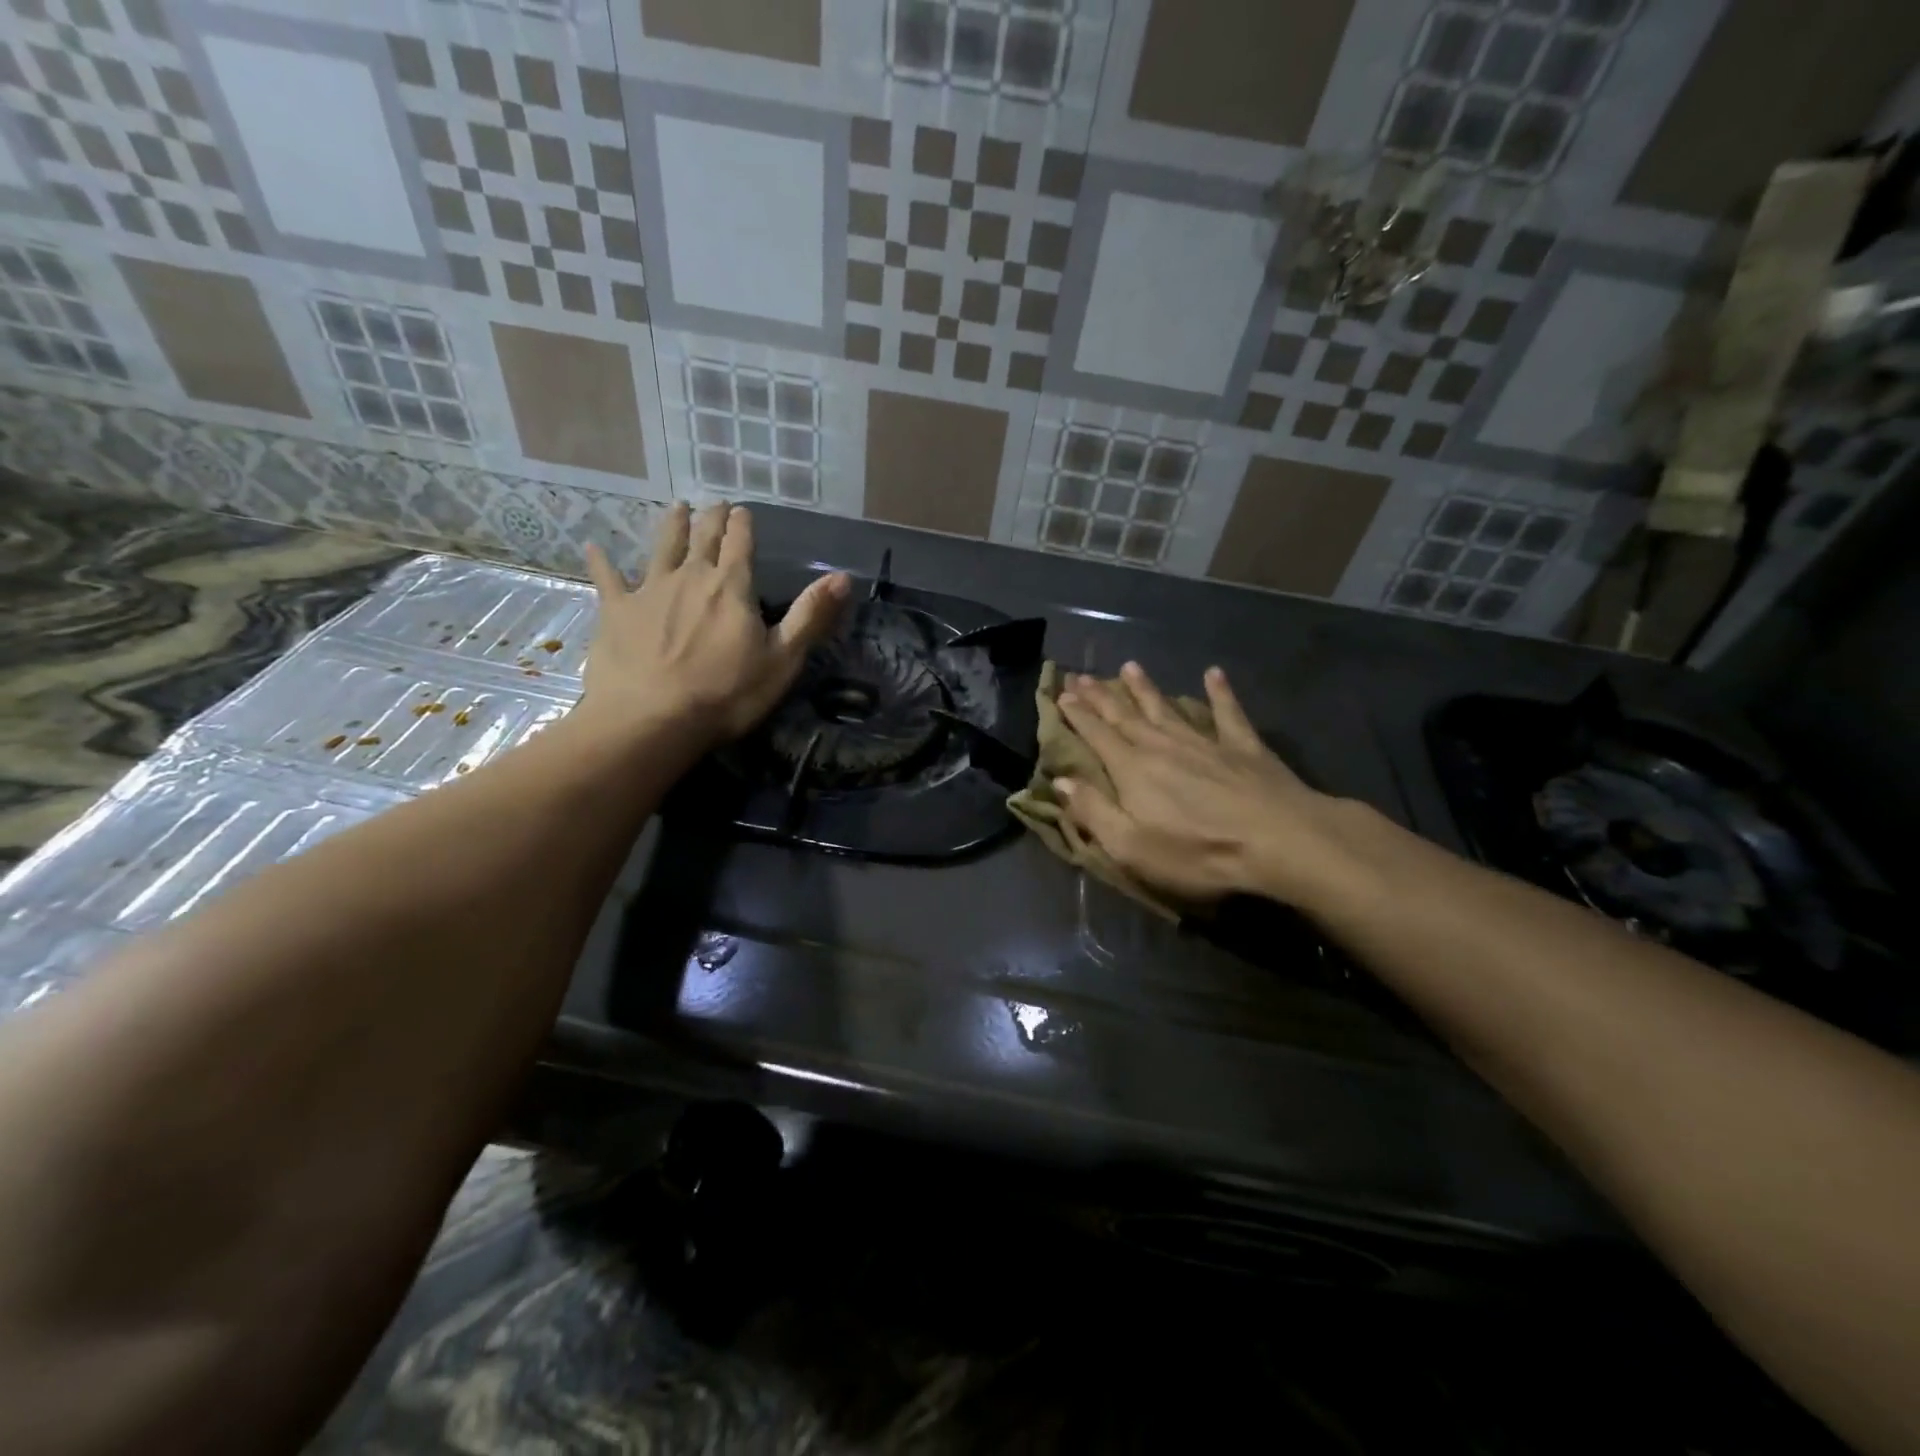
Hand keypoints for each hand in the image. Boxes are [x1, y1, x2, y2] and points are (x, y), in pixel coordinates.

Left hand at [577, 502, 847, 747]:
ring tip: (677, 508)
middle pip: (703, 539)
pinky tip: (594, 547)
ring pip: (662, 548)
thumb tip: (842, 577)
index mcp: (732, 588)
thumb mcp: (782, 659)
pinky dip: (602, 562)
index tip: (743, 510)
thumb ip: (810, 615)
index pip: (741, 544)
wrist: (652, 719)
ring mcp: (649, 591)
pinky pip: (608, 579)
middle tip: (715, 504)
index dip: (743, 525)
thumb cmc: (726, 694)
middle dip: (711, 519)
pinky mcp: (616, 611)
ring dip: (671, 526)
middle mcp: (690, 578)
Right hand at [1054, 663, 1364, 908]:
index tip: (1062, 695)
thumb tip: (1061, 781)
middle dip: (1101, 696)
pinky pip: (1227, 712)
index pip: (1097, 736)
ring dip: (1146, 688)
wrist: (1279, 841)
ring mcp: (1205, 742)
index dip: (1078, 715)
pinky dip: (1219, 692)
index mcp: (1133, 770)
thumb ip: (1093, 812)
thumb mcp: (1131, 847)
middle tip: (1082, 676)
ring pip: (1167, 708)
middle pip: (1126, 716)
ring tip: (1130, 667)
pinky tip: (1213, 673)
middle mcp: (1163, 746)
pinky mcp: (1244, 747)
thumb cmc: (1198, 852)